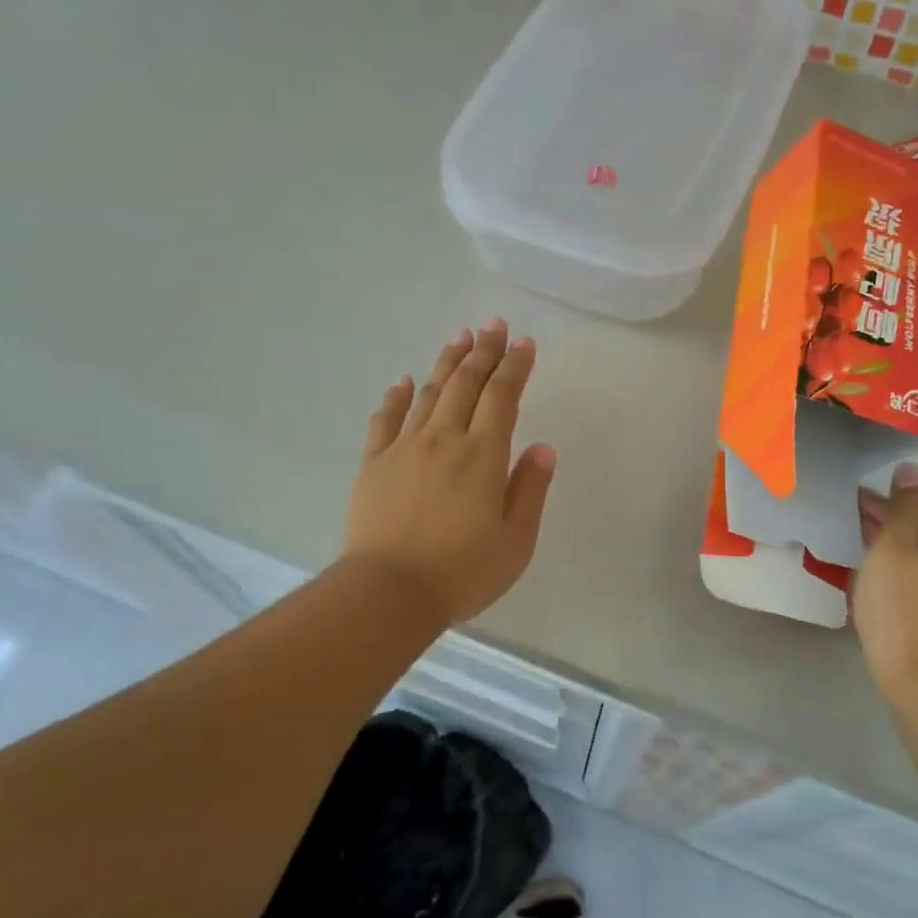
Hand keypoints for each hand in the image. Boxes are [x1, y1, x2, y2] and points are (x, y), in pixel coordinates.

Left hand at [344, 320, 556, 628]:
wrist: (390, 592)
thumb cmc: (462, 571)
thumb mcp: (516, 541)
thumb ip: (530, 490)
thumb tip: (543, 448)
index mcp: (483, 456)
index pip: (503, 397)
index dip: (515, 367)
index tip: (524, 343)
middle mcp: (444, 440)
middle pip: (465, 384)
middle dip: (483, 351)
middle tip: (493, 325)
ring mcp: (405, 448)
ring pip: (428, 393)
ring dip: (446, 363)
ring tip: (460, 338)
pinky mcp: (374, 463)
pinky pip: (386, 419)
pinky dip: (396, 396)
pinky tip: (403, 381)